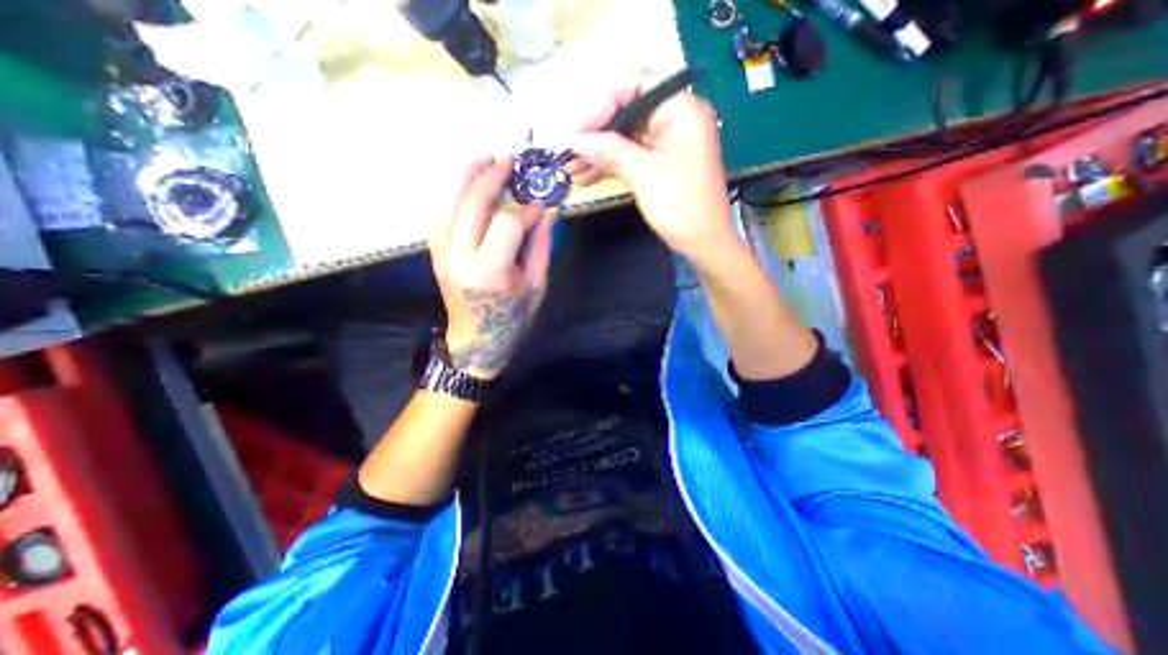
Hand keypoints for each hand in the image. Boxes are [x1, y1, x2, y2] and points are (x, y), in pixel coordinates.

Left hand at [427, 156, 556, 378]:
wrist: (476, 339)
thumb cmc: (512, 317)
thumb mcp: (536, 285)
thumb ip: (541, 245)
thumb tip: (548, 210)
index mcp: (490, 270)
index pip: (508, 222)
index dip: (527, 208)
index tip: (542, 203)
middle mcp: (460, 256)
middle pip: (473, 203)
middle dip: (493, 177)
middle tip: (510, 161)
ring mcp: (442, 251)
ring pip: (449, 201)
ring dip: (466, 175)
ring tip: (484, 158)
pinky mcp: (435, 251)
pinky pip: (440, 213)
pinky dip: (452, 192)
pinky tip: (465, 182)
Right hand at [574, 75, 737, 268]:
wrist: (704, 243)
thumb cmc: (680, 207)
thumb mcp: (644, 175)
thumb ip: (610, 151)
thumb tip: (577, 141)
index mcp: (681, 110)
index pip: (636, 84)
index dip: (603, 103)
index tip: (581, 131)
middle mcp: (676, 118)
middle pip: (628, 109)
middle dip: (598, 131)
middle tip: (572, 151)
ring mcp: (669, 142)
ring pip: (627, 135)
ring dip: (600, 150)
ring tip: (573, 168)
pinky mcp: (662, 163)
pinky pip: (632, 154)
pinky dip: (612, 163)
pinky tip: (588, 175)